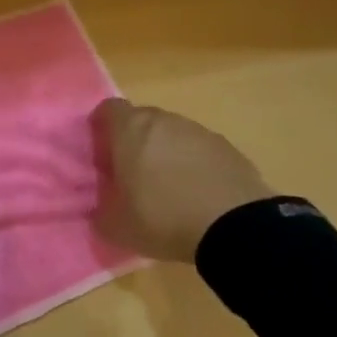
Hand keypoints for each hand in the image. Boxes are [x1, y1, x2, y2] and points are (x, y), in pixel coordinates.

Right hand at [91, 98, 275, 263]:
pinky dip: (193, 165)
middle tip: (131, 174)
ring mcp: (200, 132)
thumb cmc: (163, 217)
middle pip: (141, 119)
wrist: (236, 227)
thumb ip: (100, 212)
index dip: (101, 128)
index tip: (103, 154)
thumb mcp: (116, 226)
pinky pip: (200, 150)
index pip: (108, 109)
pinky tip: (197, 194)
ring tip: (167, 188)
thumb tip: (100, 210)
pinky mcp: (228, 148)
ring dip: (165, 152)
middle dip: (133, 141)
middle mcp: (164, 121)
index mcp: (131, 130)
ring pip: (172, 134)